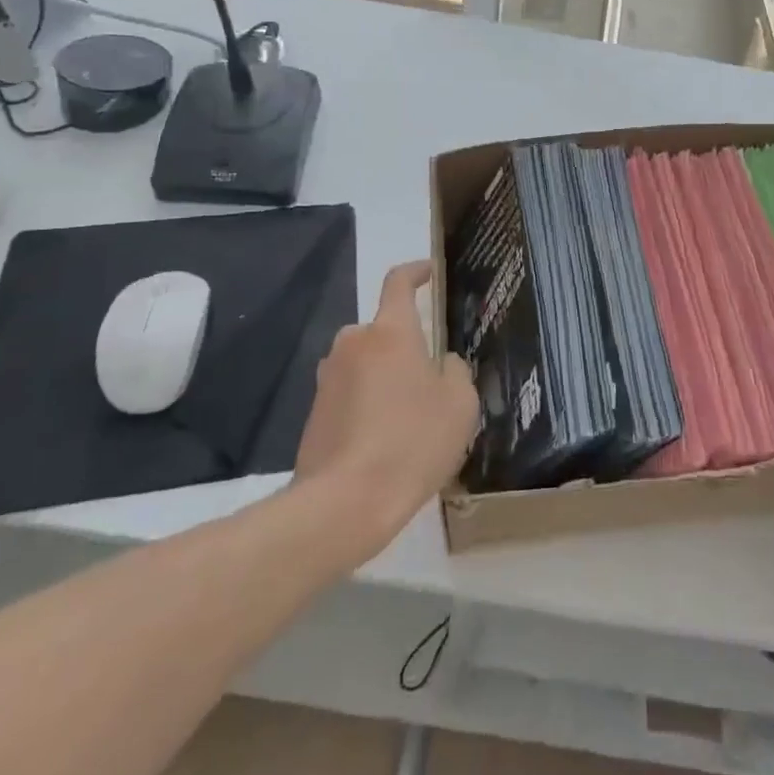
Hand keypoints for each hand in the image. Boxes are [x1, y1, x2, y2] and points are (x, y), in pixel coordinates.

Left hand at [294, 260, 477, 557]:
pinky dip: (367, 406)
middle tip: (431, 378)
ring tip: (409, 418)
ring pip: (365, 364)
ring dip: (385, 378)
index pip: (398, 282)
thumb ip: (456, 371)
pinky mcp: (314, 412)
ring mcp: (328, 378)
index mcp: (390, 331)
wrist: (343, 503)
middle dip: (406, 345)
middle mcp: (353, 343)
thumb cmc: (411, 442)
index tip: (428, 271)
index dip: (416, 271)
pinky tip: (384, 442)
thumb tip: (443, 363)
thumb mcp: (459, 404)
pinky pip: (349, 394)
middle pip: (384, 330)